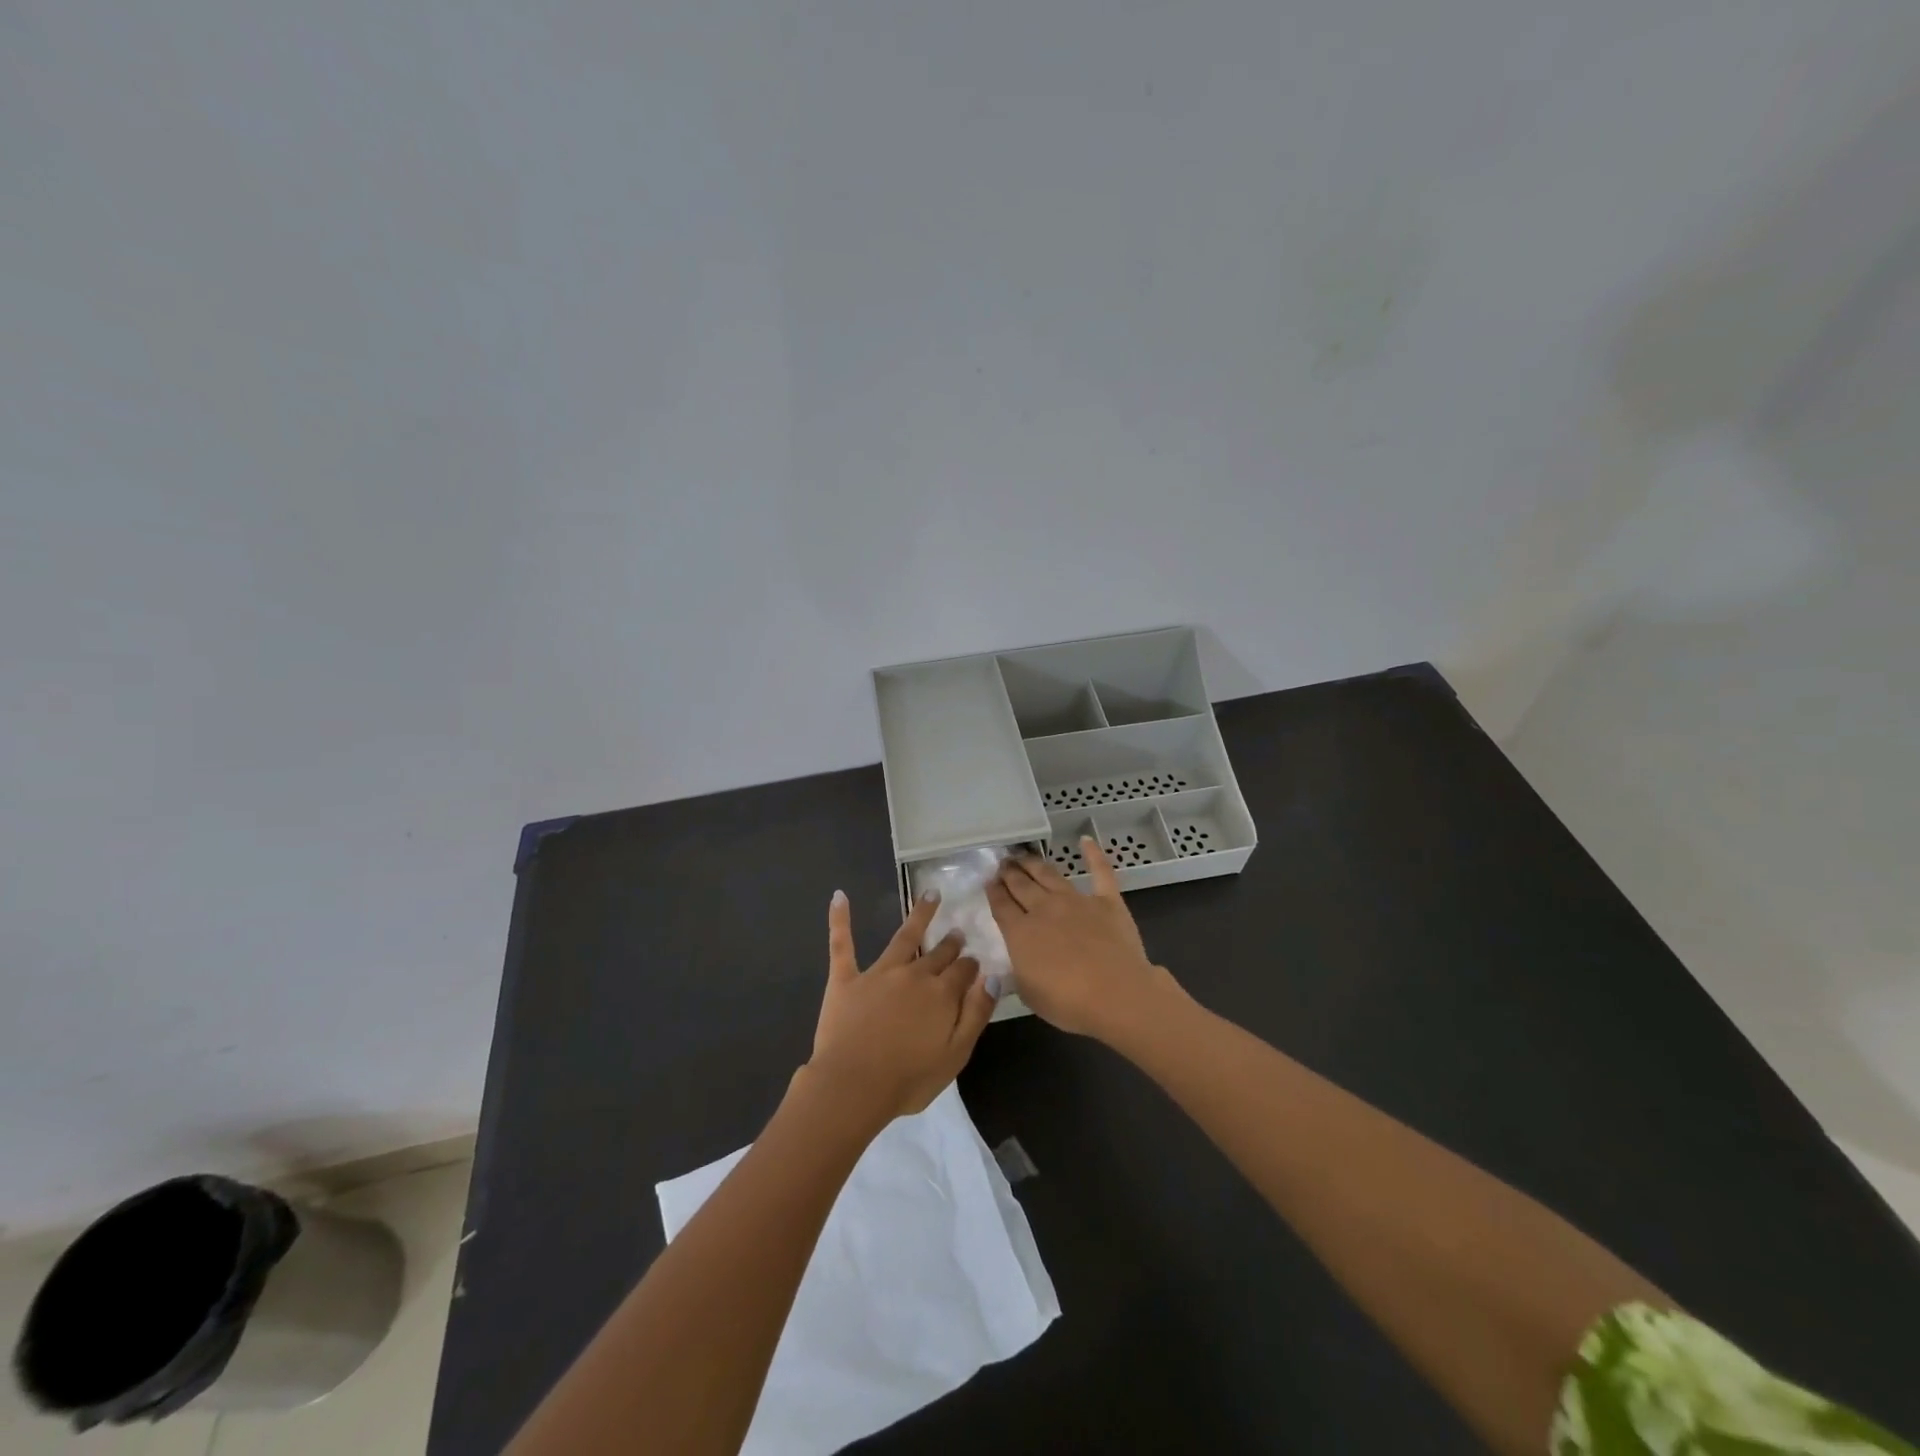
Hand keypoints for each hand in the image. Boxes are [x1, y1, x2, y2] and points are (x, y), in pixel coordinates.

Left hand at [806, 890, 996, 1126]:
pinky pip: (842, 944)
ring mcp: (878, 973)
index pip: (963, 971)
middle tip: (957, 932)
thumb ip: (976, 1014)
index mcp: (941, 994)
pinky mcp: (846, 979)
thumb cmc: (908, 1079)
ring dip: (920, 914)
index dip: (971, 966)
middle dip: (950, 943)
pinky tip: (839, 897)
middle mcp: (914, 975)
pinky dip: (840, 919)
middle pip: (938, 953)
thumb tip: (994, 977)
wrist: (853, 1086)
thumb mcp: (956, 1055)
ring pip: (904, 937)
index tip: (975, 962)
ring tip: (930, 894)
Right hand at [987, 838, 1179, 1039]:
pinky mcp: (1106, 901)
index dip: (993, 891)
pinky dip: (1093, 854)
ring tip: (1023, 856)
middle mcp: (1044, 908)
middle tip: (1003, 863)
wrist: (1116, 994)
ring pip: (1049, 875)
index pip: (1001, 905)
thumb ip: (1018, 971)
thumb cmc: (1068, 1003)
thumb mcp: (1028, 993)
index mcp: (1020, 932)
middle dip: (1009, 873)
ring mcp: (1076, 900)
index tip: (988, 881)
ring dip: (1034, 864)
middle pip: (1021, 885)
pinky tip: (1086, 840)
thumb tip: (1013, 960)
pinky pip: (1100, 871)